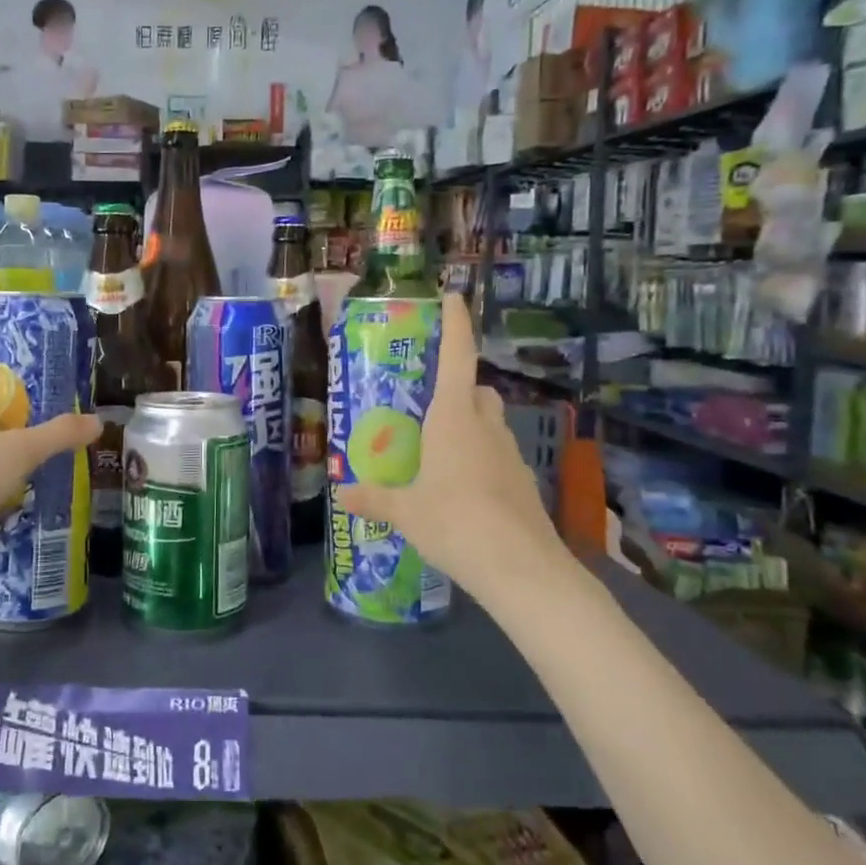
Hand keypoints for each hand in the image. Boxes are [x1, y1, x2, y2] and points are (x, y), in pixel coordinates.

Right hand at [336, 293, 563, 596]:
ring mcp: (510, 454)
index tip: (452, 296)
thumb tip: (342, 493)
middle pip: (476, 390)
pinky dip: (482, 459)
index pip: (457, 356)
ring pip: (490, 423)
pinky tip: (463, 489)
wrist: (522, 569)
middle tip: (428, 407)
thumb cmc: (454, 522)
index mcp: (453, 418)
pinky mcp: (523, 482)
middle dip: (458, 389)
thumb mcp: (405, 511)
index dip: (455, 323)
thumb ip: (374, 498)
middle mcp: (485, 426)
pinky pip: (498, 456)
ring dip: (470, 425)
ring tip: (439, 453)